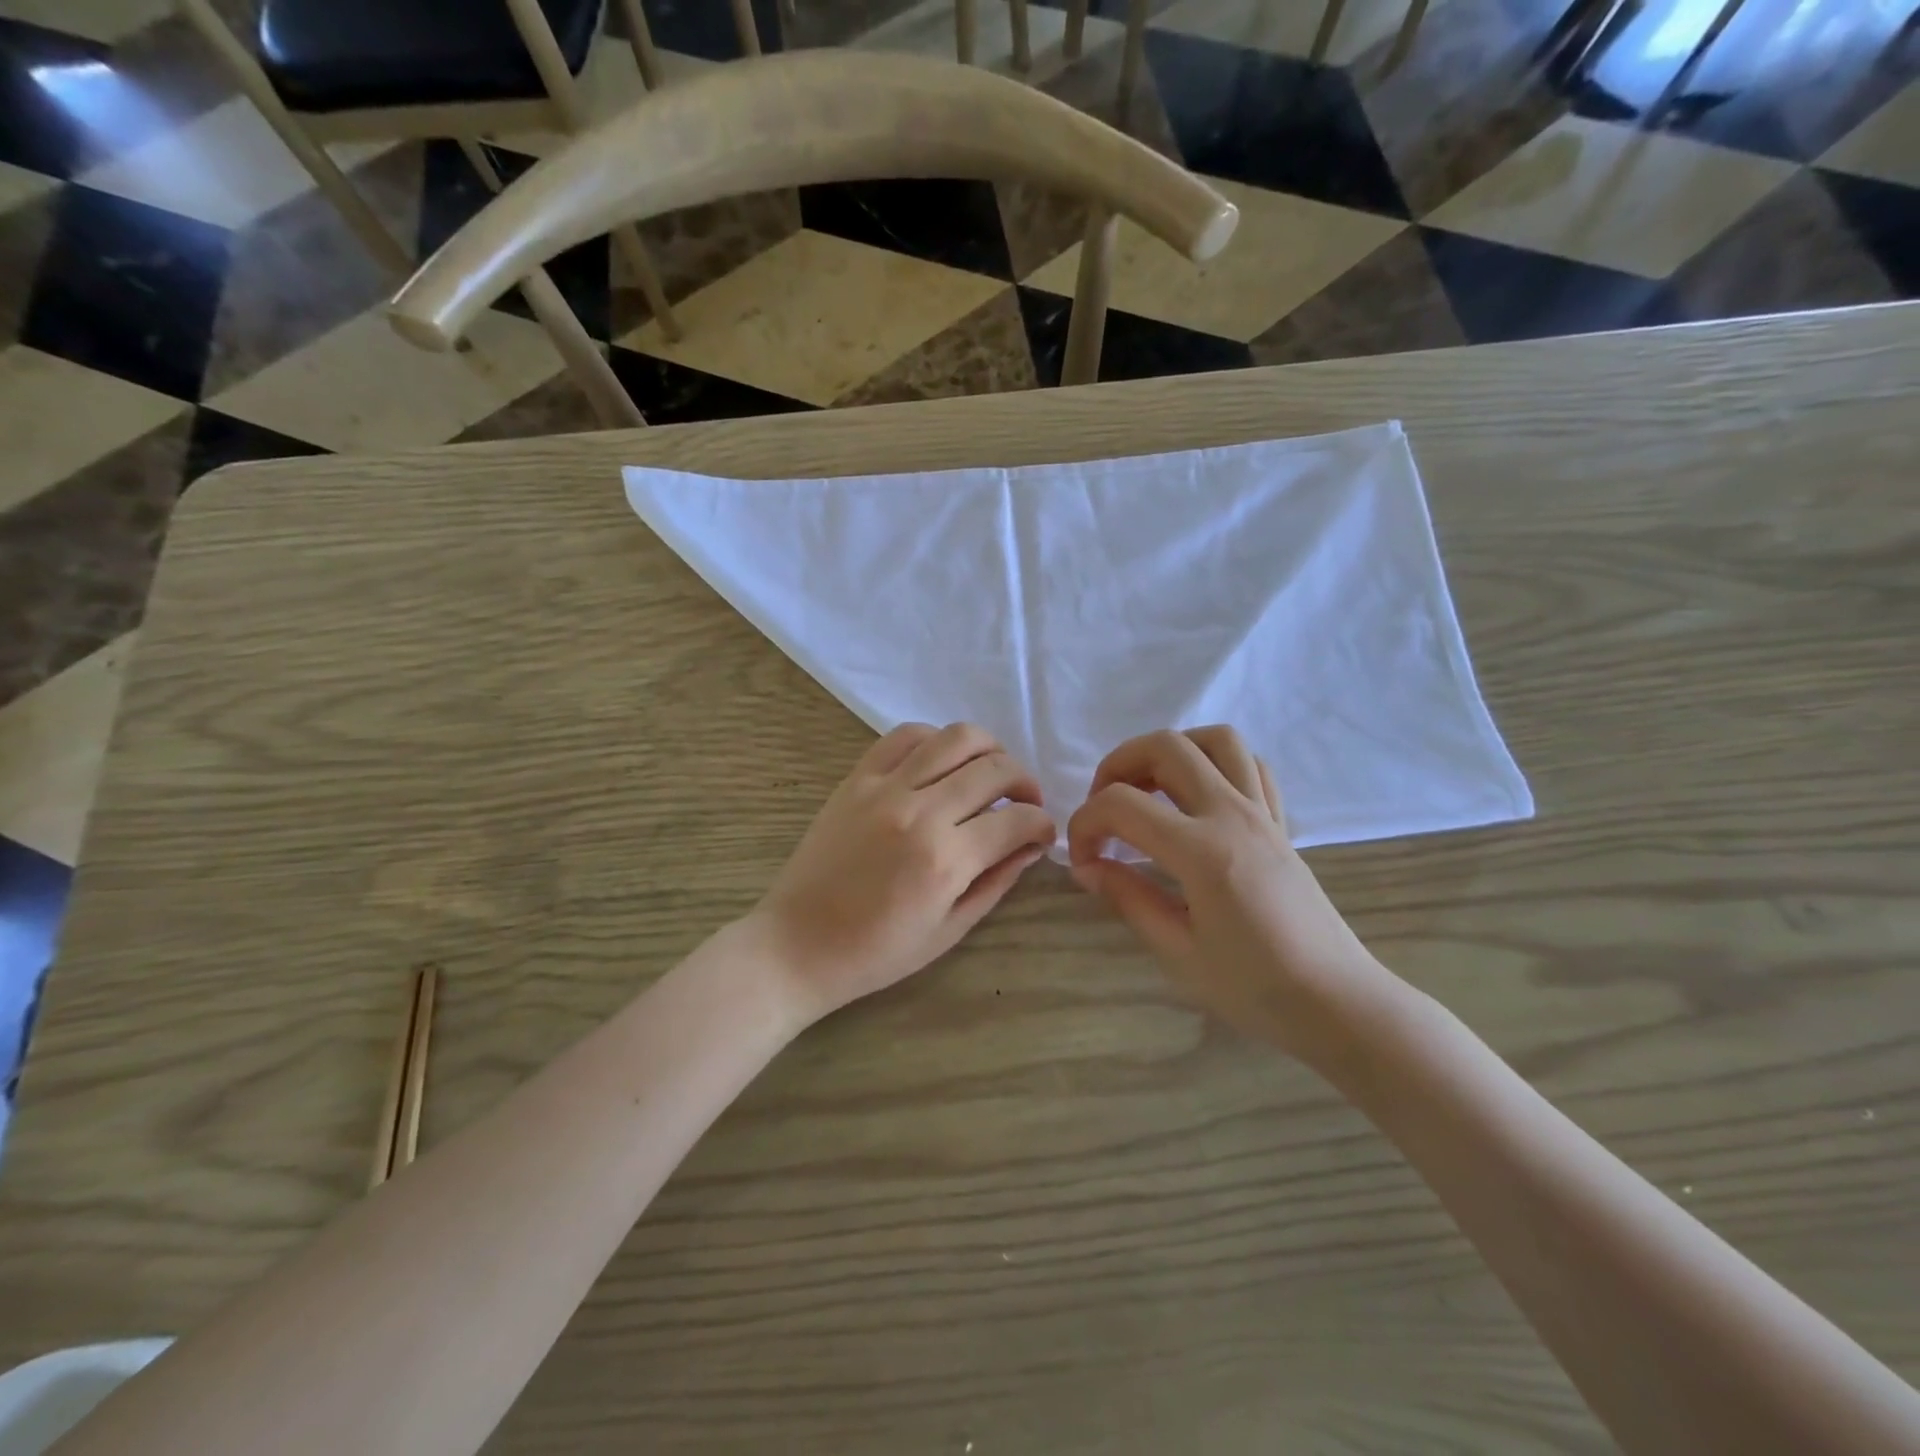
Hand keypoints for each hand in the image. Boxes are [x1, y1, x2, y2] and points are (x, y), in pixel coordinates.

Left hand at [750, 723, 1056, 1025]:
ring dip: (988, 750)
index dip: (1043, 824)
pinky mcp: (857, 778)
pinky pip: (905, 736)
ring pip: (955, 738)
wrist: (797, 944)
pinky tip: (942, 762)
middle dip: (1025, 782)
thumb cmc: (876, 952)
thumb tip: (1030, 846)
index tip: (1042, 833)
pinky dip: (936, 740)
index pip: (1018, 820)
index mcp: (946, 860)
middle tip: (1025, 802)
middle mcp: (920, 811)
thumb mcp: (949, 931)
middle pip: (995, 769)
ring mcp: (885, 788)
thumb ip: (995, 881)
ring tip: (990, 773)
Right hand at [1066, 726, 1401, 1062]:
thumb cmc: (1256, 989)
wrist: (1337, 1003)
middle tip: (1104, 808)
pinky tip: (1196, 799)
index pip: (1121, 805)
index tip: (1082, 861)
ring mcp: (1262, 813)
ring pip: (1216, 740)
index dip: (1085, 825)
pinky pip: (1251, 765)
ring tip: (1149, 789)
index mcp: (1202, 852)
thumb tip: (1087, 867)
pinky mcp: (1279, 823)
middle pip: (1166, 747)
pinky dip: (1215, 765)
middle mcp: (1232, 816)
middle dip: (1117, 765)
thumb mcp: (1178, 953)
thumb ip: (1128, 898)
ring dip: (1171, 751)